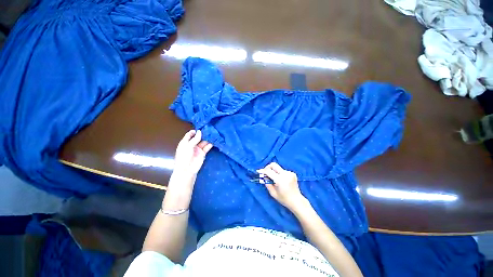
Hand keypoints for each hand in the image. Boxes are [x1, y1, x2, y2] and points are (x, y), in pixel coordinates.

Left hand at [174, 130, 212, 174]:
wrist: (187, 170)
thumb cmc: (184, 156)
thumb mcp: (188, 146)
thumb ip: (195, 139)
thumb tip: (200, 131)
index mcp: (185, 142)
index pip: (189, 135)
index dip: (194, 131)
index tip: (200, 128)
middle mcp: (191, 145)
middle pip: (197, 138)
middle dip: (202, 134)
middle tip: (209, 130)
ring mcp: (197, 149)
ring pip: (203, 142)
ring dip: (207, 139)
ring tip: (213, 134)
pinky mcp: (203, 153)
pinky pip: (207, 147)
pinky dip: (210, 144)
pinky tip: (214, 141)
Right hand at [257, 162, 305, 210]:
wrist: (297, 201)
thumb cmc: (284, 199)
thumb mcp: (273, 193)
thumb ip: (267, 183)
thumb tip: (263, 176)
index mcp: (280, 180)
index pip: (269, 171)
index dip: (263, 171)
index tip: (258, 171)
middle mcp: (286, 174)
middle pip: (274, 165)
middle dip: (267, 167)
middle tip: (265, 173)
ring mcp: (290, 173)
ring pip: (278, 168)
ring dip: (273, 171)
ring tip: (273, 178)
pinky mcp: (292, 173)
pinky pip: (282, 170)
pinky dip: (278, 173)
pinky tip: (280, 180)